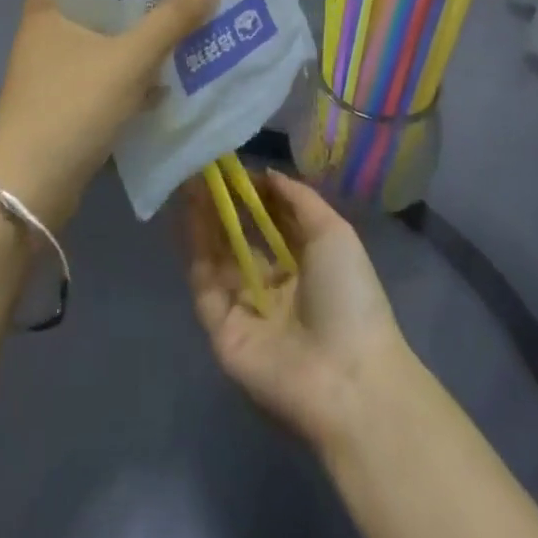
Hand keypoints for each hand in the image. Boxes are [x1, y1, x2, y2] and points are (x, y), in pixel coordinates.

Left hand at [0, 0, 219, 228]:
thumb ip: (173, 18)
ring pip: (113, 41)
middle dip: (152, 1)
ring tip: (196, 21)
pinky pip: (110, 73)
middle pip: (111, 5)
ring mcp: (55, 68)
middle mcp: (48, 30)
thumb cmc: (72, 108)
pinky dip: (138, 72)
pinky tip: (174, 71)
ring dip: (149, 38)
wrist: (28, 194)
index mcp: (49, 5)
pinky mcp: (66, 101)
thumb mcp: (130, 59)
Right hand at [183, 169, 412, 451]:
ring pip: (218, 255)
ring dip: (204, 217)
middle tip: (203, 165)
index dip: (253, 192)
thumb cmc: (349, 296)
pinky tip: (189, 212)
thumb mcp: (333, 233)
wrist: (346, 375)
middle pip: (241, 236)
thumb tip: (266, 173)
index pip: (271, 221)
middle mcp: (273, 283)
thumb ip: (299, 199)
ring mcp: (246, 306)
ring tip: (190, 177)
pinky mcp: (222, 328)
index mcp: (305, 264)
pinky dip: (195, 247)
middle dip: (223, 202)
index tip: (233, 162)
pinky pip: (205, 282)